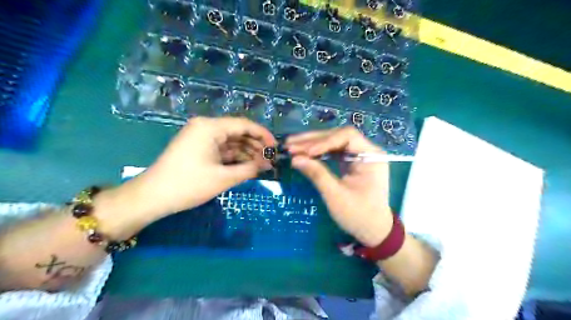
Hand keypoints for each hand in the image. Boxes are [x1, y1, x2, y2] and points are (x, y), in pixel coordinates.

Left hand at [126, 116, 276, 217]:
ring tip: (263, 165)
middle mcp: (206, 127)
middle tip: (271, 159)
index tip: (276, 148)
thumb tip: (267, 164)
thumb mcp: (223, 178)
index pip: (244, 125)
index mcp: (210, 127)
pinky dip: (235, 157)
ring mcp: (201, 137)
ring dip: (247, 152)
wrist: (152, 197)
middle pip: (238, 132)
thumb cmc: (188, 185)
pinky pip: (222, 149)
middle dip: (256, 145)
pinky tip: (248, 165)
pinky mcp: (199, 148)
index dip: (263, 135)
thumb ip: (249, 169)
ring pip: (231, 141)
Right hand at [285, 126, 393, 245]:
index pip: (347, 136)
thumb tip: (295, 159)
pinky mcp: (351, 161)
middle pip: (338, 136)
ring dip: (312, 144)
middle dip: (313, 140)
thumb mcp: (336, 196)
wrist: (373, 229)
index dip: (324, 141)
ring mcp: (358, 155)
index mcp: (371, 156)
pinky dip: (317, 152)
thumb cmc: (358, 214)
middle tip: (290, 144)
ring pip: (333, 142)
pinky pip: (333, 151)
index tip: (306, 152)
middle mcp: (366, 150)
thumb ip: (317, 174)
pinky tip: (303, 153)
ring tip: (291, 146)